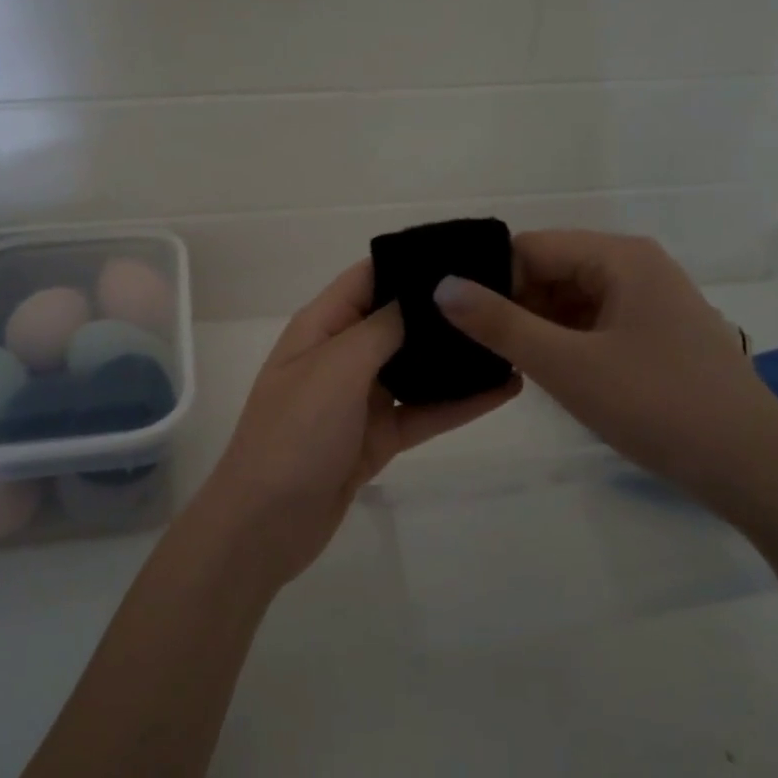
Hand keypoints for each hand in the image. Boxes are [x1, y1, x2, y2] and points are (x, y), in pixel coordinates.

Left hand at [192, 259, 520, 589]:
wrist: (267, 524)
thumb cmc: (295, 434)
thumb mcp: (336, 368)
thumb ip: (381, 328)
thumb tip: (421, 293)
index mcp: (320, 327)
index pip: (368, 279)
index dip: (410, 263)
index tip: (465, 253)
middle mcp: (341, 356)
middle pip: (396, 321)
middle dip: (441, 310)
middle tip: (503, 295)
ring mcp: (359, 399)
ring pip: (415, 368)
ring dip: (455, 357)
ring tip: (510, 338)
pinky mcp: (377, 437)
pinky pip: (423, 412)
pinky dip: (458, 403)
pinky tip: (504, 390)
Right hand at [433, 229, 777, 508]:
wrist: (752, 468)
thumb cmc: (658, 406)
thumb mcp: (567, 365)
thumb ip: (500, 324)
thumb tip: (442, 286)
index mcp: (620, 257)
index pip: (531, 247)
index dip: (490, 278)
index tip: (454, 317)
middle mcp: (636, 267)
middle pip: (551, 270)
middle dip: (511, 304)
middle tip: (470, 345)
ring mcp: (649, 303)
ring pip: (570, 300)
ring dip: (535, 327)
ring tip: (497, 360)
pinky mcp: (655, 336)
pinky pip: (593, 324)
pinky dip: (563, 343)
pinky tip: (542, 372)